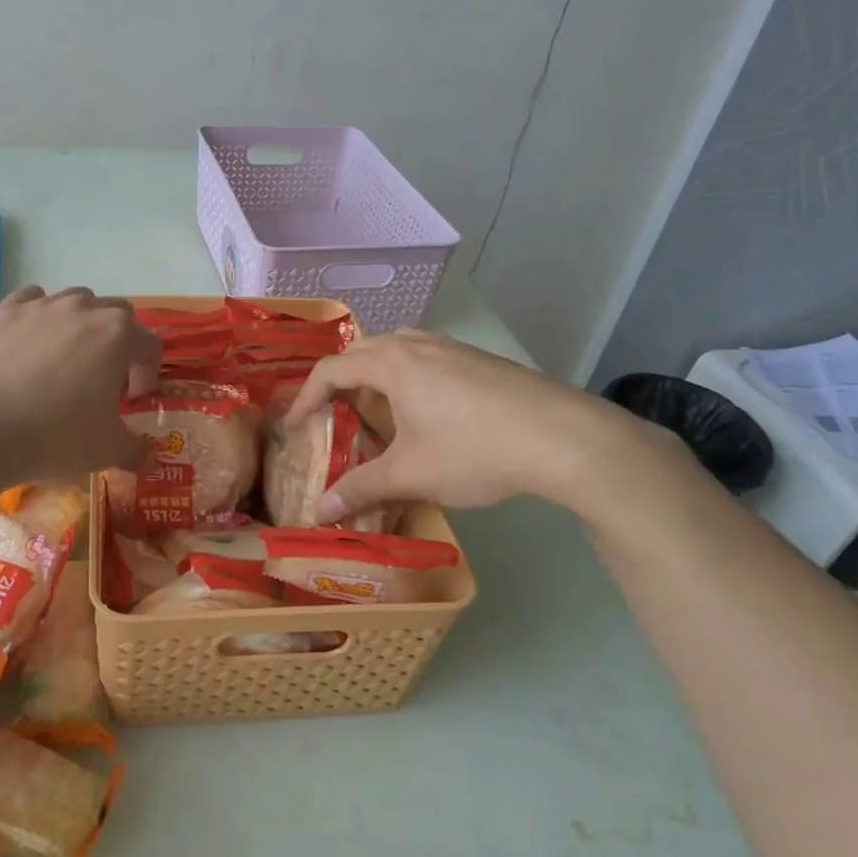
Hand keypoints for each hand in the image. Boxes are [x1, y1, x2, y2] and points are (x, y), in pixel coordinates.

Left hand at [0, 286, 162, 484]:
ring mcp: (41, 305)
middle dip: (119, 344)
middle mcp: (84, 308)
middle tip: (102, 379)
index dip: (147, 374)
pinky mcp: (3, 310)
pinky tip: (28, 344)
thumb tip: (150, 457)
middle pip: (117, 314)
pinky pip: (32, 301)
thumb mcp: (106, 451)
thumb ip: (136, 450)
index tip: (130, 400)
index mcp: (119, 335)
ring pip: (75, 302)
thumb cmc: (55, 436)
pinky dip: (39, 317)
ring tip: (64, 360)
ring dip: (80, 326)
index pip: (150, 346)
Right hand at [283, 330, 683, 518]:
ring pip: (396, 349)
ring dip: (374, 375)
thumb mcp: (411, 474)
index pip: (331, 370)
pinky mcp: (477, 359)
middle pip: (361, 351)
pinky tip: (423, 411)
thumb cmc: (474, 450)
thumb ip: (361, 489)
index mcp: (391, 363)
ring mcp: (451, 347)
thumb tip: (320, 513)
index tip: (293, 427)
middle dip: (338, 381)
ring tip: (373, 410)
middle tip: (329, 414)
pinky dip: (405, 378)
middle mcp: (416, 344)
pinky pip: (424, 358)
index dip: (305, 398)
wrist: (564, 437)